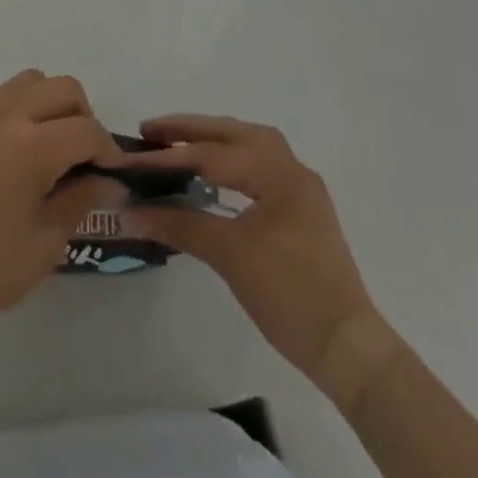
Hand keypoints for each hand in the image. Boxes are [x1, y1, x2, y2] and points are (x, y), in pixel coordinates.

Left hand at [0, 71, 121, 339]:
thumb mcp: (44, 244)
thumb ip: (81, 200)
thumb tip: (108, 181)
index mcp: (31, 146)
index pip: (87, 131)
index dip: (108, 151)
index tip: (111, 175)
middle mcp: (4, 114)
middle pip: (62, 88)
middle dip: (83, 117)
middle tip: (80, 157)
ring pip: (26, 82)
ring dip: (46, 105)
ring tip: (43, 146)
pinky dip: (11, 110)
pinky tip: (4, 150)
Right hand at [118, 114, 390, 408]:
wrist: (346, 347)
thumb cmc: (289, 294)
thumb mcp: (229, 256)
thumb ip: (180, 224)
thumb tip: (132, 210)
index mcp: (278, 171)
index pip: (212, 155)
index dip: (168, 157)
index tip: (130, 159)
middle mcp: (291, 168)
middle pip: (234, 133)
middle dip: (191, 130)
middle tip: (151, 132)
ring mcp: (299, 188)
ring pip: (250, 145)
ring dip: (213, 141)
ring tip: (177, 144)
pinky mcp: (301, 209)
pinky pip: (259, 167)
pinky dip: (232, 160)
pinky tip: (212, 173)